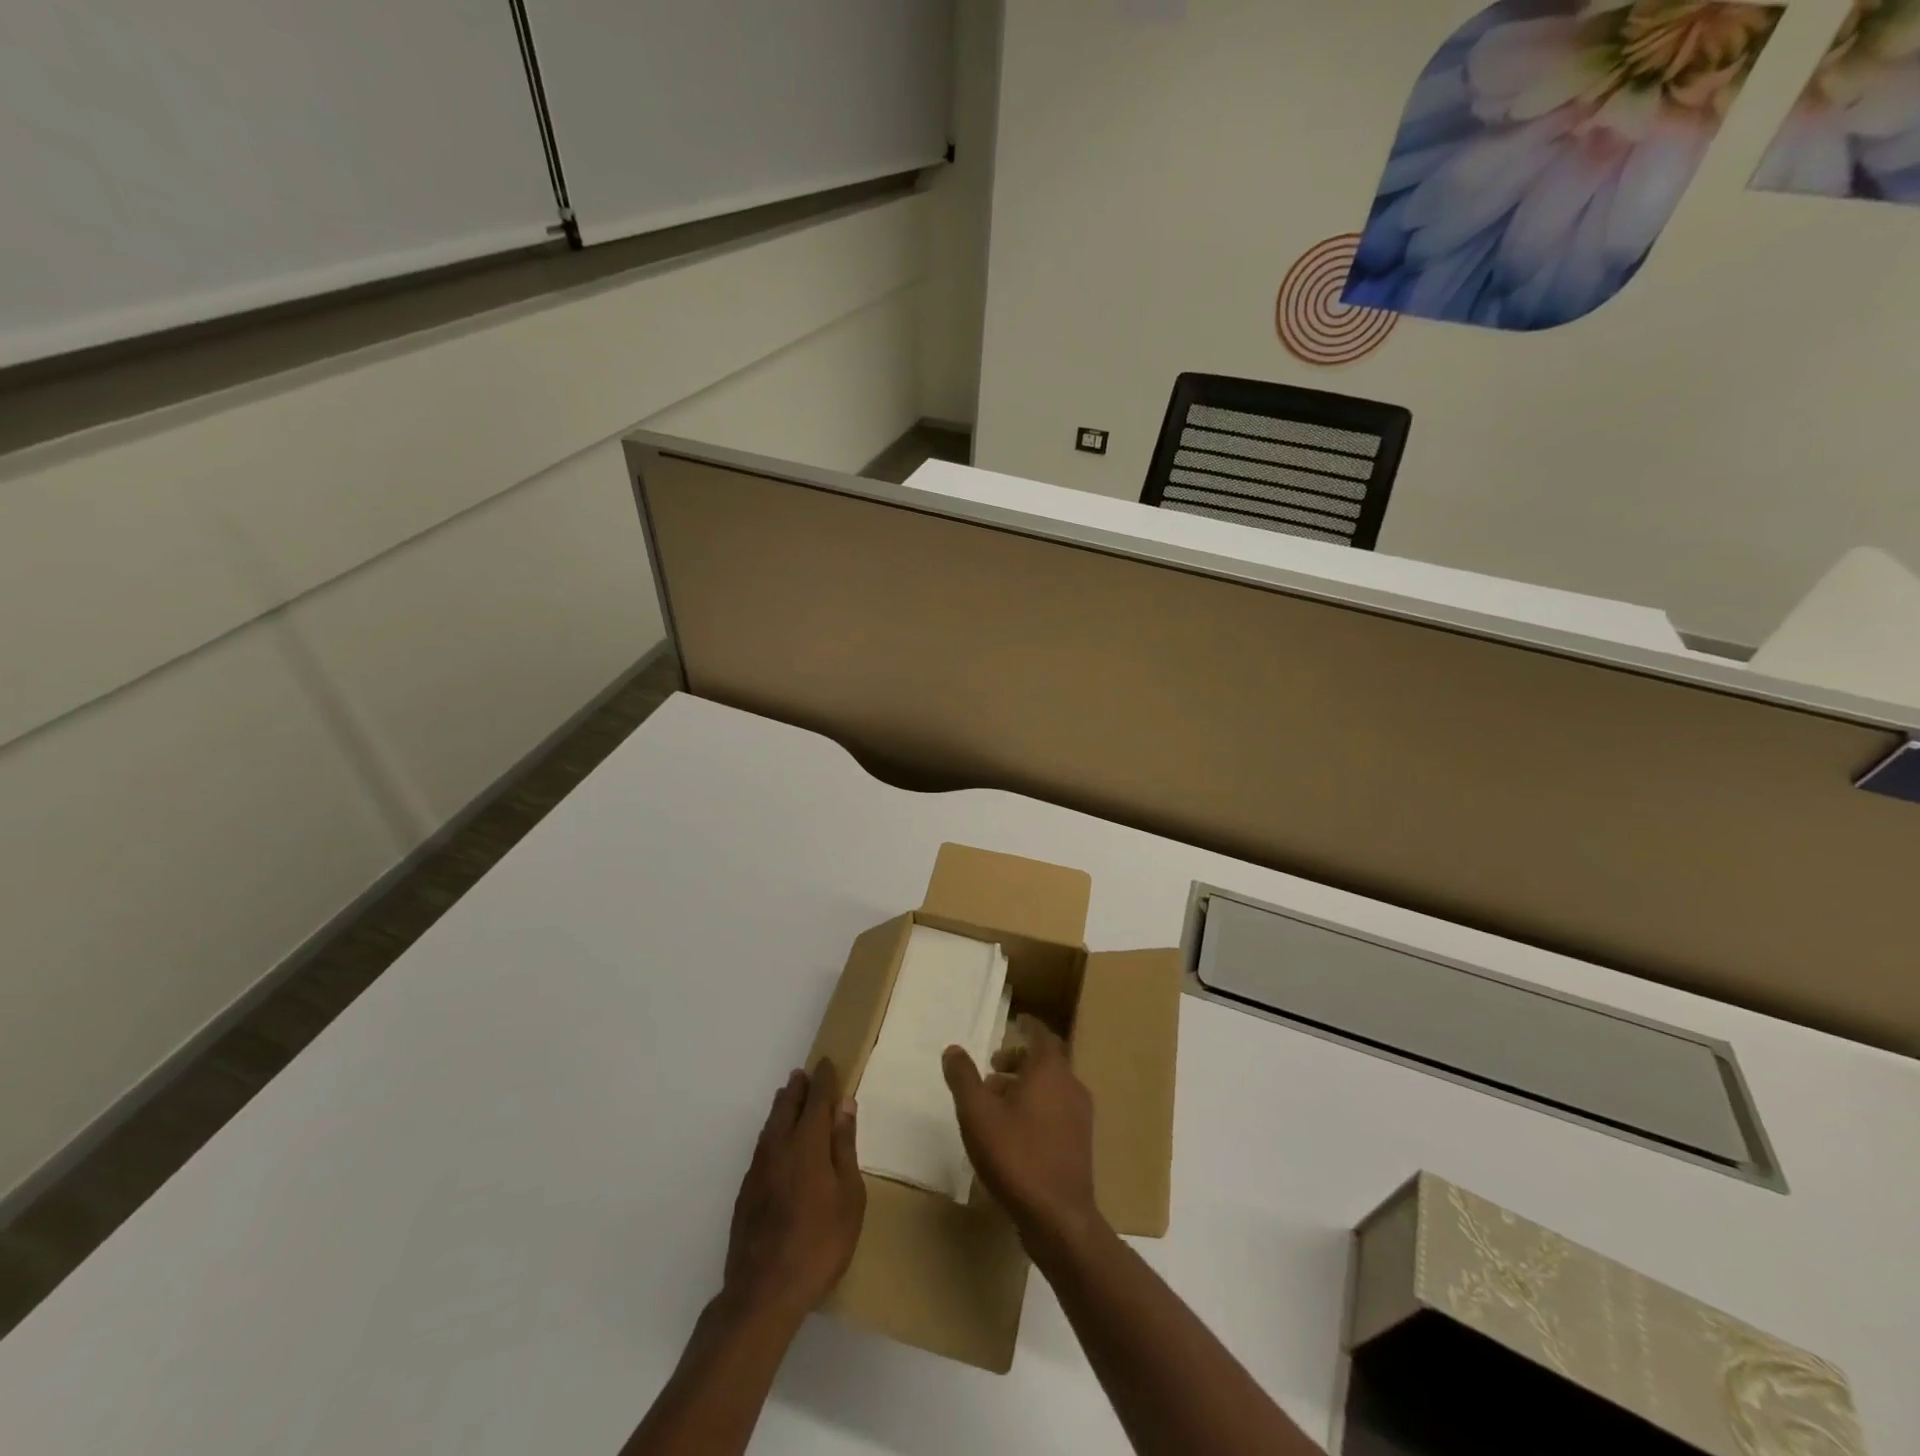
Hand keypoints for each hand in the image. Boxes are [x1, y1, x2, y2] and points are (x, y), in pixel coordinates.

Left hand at [722, 1059, 864, 1324]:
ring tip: (788, 1096)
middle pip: (787, 1106)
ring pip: (770, 1125)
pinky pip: (761, 1146)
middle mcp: (779, 1147)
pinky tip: (775, 1142)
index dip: (823, 1079)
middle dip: (798, 1088)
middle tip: (805, 1074)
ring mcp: (758, 1169)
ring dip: (781, 1107)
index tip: (827, 1063)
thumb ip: (844, 1147)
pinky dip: (771, 1132)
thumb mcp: (849, 1196)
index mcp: (807, 1143)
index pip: (816, 1099)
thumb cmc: (819, 1243)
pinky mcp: (746, 1191)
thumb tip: (843, 1106)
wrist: (763, 1292)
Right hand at [942, 1015, 1100, 1245]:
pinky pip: (1056, 1111)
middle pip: (1046, 1061)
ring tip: (996, 1102)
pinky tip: (1014, 1132)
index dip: (1027, 1026)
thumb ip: (963, 1077)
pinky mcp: (1080, 1144)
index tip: (1015, 1021)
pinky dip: (1036, 1108)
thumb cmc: (1015, 1154)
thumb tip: (953, 1049)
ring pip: (1051, 1088)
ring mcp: (1080, 1116)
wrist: (1058, 1217)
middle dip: (1019, 1059)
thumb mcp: (977, 1113)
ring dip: (1025, 1086)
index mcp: (1050, 1070)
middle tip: (991, 1067)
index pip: (1041, 1034)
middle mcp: (1070, 1086)